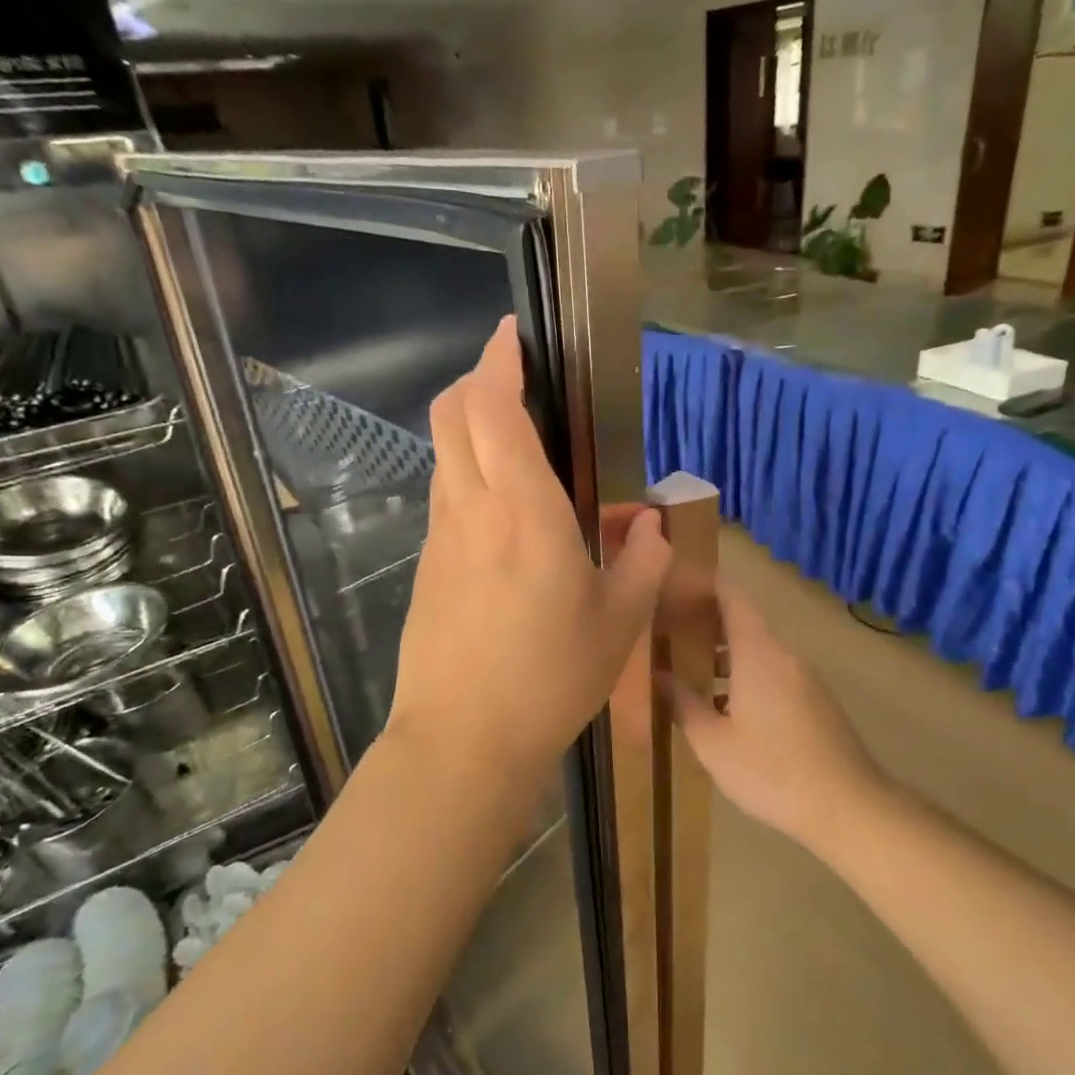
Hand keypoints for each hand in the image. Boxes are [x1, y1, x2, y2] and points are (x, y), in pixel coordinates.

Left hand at [388, 318, 671, 787]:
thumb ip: (642, 561)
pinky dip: (468, 475)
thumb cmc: (549, 679)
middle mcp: (471, 509)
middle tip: (516, 378)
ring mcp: (440, 538)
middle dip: (478, 379)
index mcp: (524, 512)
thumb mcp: (619, 624)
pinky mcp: (427, 567)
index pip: (493, 407)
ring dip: (471, 428)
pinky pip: (446, 498)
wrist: (462, 741)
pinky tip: (504, 513)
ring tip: (518, 444)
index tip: (516, 334)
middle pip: (452, 414)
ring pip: (445, 454)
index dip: (500, 359)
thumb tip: (647, 523)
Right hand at [662, 580, 884, 850]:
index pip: (732, 596)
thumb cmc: (772, 772)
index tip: (673, 582)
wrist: (849, 807)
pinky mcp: (814, 700)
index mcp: (759, 654)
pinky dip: (744, 672)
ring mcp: (804, 678)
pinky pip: (772, 671)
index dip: (703, 583)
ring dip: (724, 652)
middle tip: (667, 627)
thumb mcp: (713, 744)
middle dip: (705, 619)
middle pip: (743, 621)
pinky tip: (723, 704)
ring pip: (758, 649)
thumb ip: (683, 704)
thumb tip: (659, 676)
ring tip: (687, 666)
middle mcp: (784, 655)